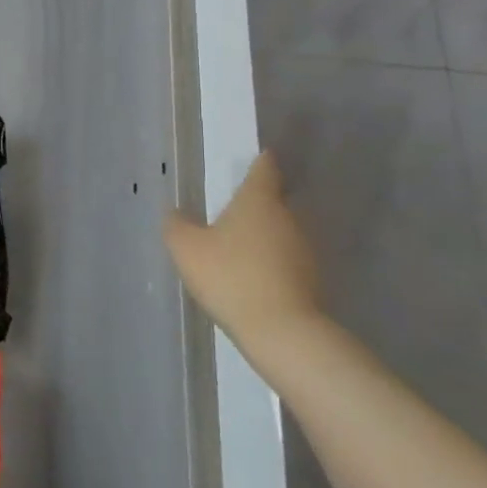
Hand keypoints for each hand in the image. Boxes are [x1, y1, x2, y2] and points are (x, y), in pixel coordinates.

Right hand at [163, 151, 323, 361]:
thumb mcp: (187, 249)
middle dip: (256, 203)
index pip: (264, 170)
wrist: (282, 331)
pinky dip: (271, 261)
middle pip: (273, 201)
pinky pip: (286, 259)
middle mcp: (287, 218)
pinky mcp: (311, 279)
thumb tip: (176, 213)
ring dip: (263, 234)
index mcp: (258, 201)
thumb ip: (177, 225)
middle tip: (234, 207)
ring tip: (239, 245)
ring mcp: (304, 250)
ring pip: (280, 231)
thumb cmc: (231, 277)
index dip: (261, 162)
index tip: (261, 156)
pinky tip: (252, 276)